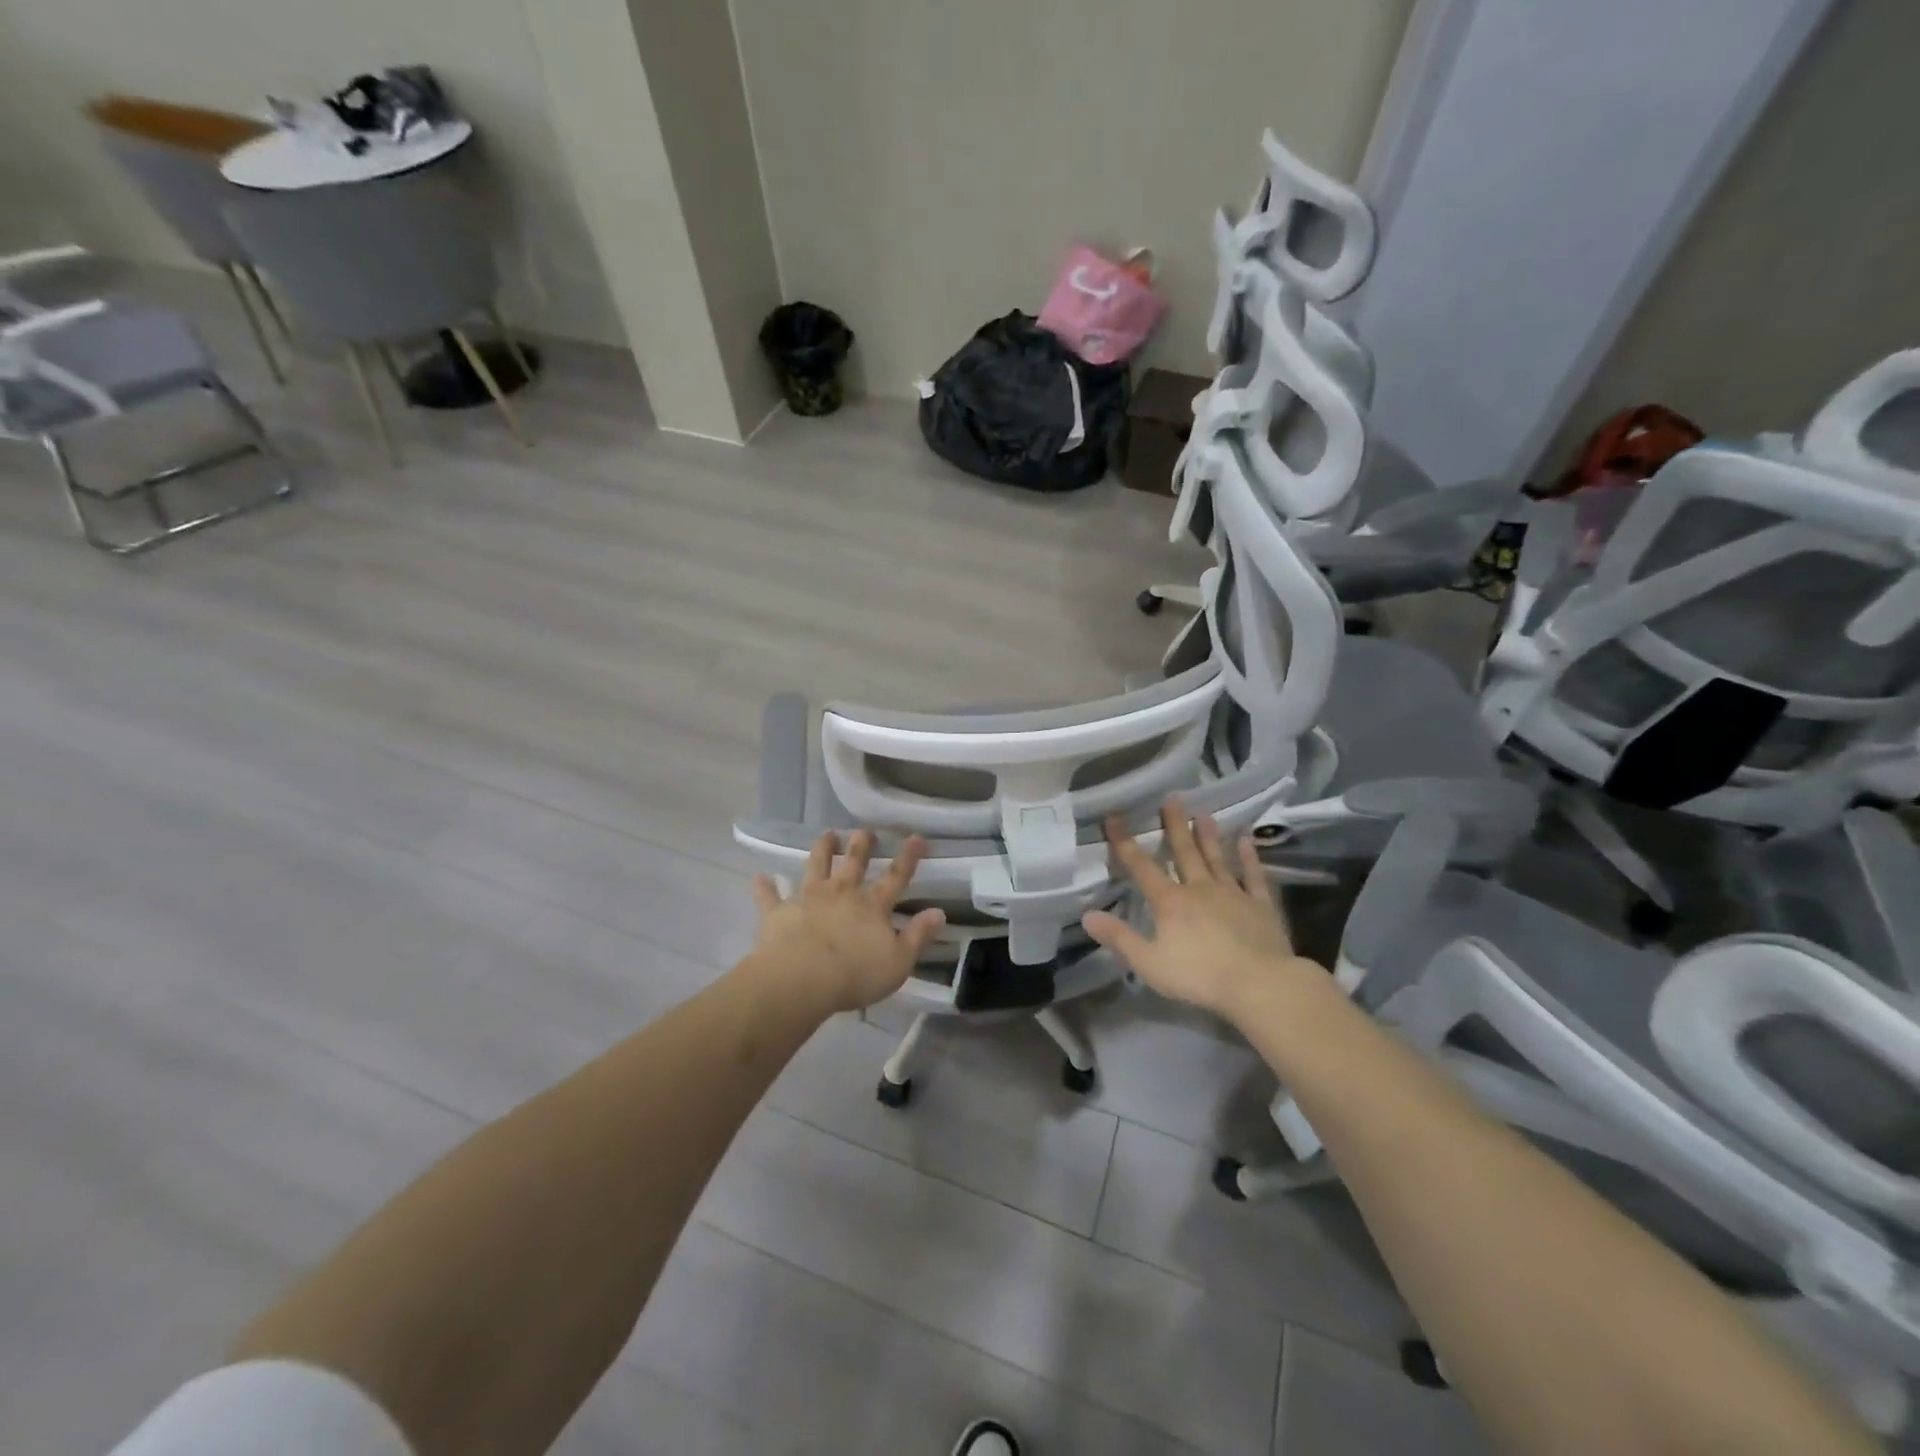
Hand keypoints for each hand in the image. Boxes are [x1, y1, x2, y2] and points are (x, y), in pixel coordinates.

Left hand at [750, 830, 945, 1013]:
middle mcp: (841, 894)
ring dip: (822, 850)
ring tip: (827, 834)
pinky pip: (770, 897)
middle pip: (853, 864)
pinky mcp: (779, 913)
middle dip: (861, 845)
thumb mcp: (898, 961)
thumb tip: (938, 912)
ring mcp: (808, 899)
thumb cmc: (855, 974)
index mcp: (872, 906)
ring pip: (816, 867)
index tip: (916, 836)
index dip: (908, 858)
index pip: (895, 878)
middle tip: (864, 831)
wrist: (801, 979)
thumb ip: (918, 936)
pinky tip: (759, 877)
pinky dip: (765, 887)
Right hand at [1082, 799, 1317, 1019]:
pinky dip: (1250, 858)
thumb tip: (1088, 915)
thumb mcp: (1149, 963)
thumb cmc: (1199, 976)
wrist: (1259, 984)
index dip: (1125, 843)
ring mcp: (1233, 894)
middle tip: (1172, 799)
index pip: (1141, 867)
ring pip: (1217, 859)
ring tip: (1204, 813)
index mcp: (1170, 902)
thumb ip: (1119, 938)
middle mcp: (1199, 889)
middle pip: (1184, 853)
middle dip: (1175, 826)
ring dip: (1209, 836)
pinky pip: (1253, 876)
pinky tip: (1248, 840)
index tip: (1114, 818)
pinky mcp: (1260, 906)